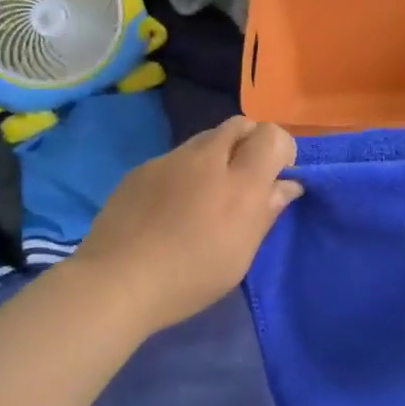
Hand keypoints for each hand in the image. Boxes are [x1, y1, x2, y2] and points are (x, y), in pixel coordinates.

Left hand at [69, 116, 302, 334]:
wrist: (117, 281)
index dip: (281, 149)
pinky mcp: (142, 169)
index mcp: (240, 182)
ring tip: (206, 194)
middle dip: (250, 142)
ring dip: (217, 155)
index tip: (276, 177)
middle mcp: (207, 159)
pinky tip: (171, 206)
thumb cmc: (190, 277)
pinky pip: (175, 158)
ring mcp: (170, 160)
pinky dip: (185, 171)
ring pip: (205, 139)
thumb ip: (267, 212)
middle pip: (239, 124)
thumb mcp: (241, 254)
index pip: (272, 135)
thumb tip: (287, 184)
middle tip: (245, 180)